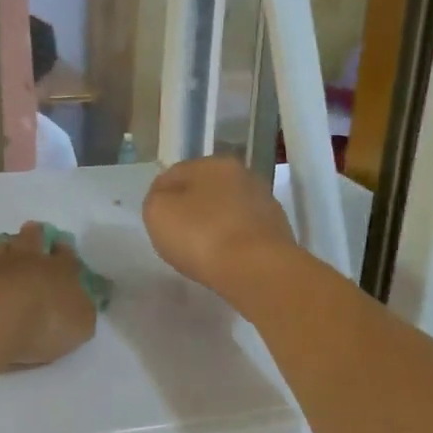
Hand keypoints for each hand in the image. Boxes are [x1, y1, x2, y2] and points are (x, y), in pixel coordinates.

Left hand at [0, 223, 97, 368]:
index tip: (62, 246)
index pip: (67, 255)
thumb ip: (81, 312)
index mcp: (62, 270)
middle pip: (32, 239)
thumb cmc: (47, 321)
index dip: (65, 251)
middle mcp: (30, 261)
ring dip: (7, 247)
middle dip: (35, 235)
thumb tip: (80, 304)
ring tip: (6, 248)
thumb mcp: (80, 325)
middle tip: (33, 231)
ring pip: (3, 247)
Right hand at [143, 157, 296, 302]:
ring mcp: (264, 202)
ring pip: (225, 210)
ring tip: (200, 251)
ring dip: (212, 224)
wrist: (258, 270)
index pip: (174, 174)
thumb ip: (156, 198)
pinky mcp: (277, 230)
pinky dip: (231, 241)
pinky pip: (242, 232)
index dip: (159, 196)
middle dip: (189, 208)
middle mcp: (242, 175)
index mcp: (213, 163)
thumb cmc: (201, 235)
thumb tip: (166, 197)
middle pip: (203, 190)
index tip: (155, 221)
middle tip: (175, 235)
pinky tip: (224, 259)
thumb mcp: (157, 212)